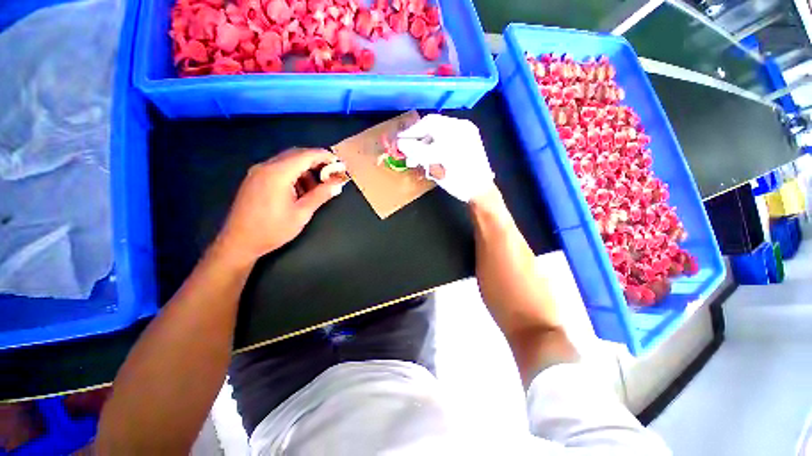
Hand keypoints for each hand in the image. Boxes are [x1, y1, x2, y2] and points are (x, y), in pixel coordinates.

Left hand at [213, 148, 345, 266]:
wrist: (239, 242)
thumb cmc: (273, 229)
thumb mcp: (301, 213)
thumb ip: (321, 195)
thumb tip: (338, 184)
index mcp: (278, 173)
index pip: (306, 155)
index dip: (324, 156)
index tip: (339, 162)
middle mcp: (266, 166)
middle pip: (296, 154)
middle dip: (316, 161)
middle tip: (331, 174)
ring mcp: (258, 172)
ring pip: (287, 161)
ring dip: (305, 169)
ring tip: (316, 187)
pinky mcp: (255, 179)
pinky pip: (278, 169)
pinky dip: (293, 174)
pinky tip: (300, 190)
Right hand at [396, 114, 494, 201]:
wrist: (481, 190)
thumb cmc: (459, 182)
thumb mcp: (436, 168)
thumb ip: (418, 153)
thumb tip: (401, 144)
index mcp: (455, 132)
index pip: (427, 124)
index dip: (411, 132)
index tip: (399, 140)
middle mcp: (461, 126)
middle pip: (433, 124)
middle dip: (417, 136)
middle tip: (407, 148)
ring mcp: (467, 130)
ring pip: (439, 129)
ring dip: (425, 140)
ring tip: (416, 156)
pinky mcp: (469, 137)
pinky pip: (447, 132)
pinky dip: (436, 141)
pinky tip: (430, 153)